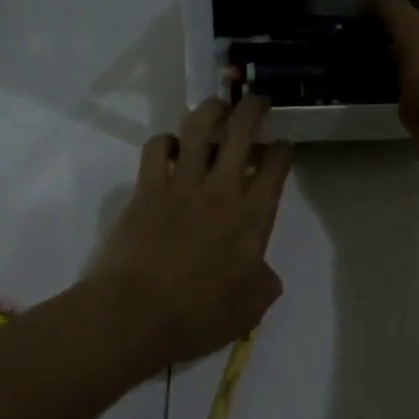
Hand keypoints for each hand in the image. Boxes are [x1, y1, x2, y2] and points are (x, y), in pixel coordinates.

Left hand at [88, 97, 290, 369]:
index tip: (281, 146)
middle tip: (257, 102)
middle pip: (241, 133)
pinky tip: (171, 148)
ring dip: (211, 111)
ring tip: (217, 108)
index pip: (276, 168)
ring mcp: (181, 186)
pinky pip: (157, 149)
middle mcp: (221, 191)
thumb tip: (263, 274)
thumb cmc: (199, 316)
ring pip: (199, 129)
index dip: (282, 150)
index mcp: (253, 218)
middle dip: (253, 110)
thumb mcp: (250, 309)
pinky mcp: (146, 190)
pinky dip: (166, 142)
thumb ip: (264, 284)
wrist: (136, 315)